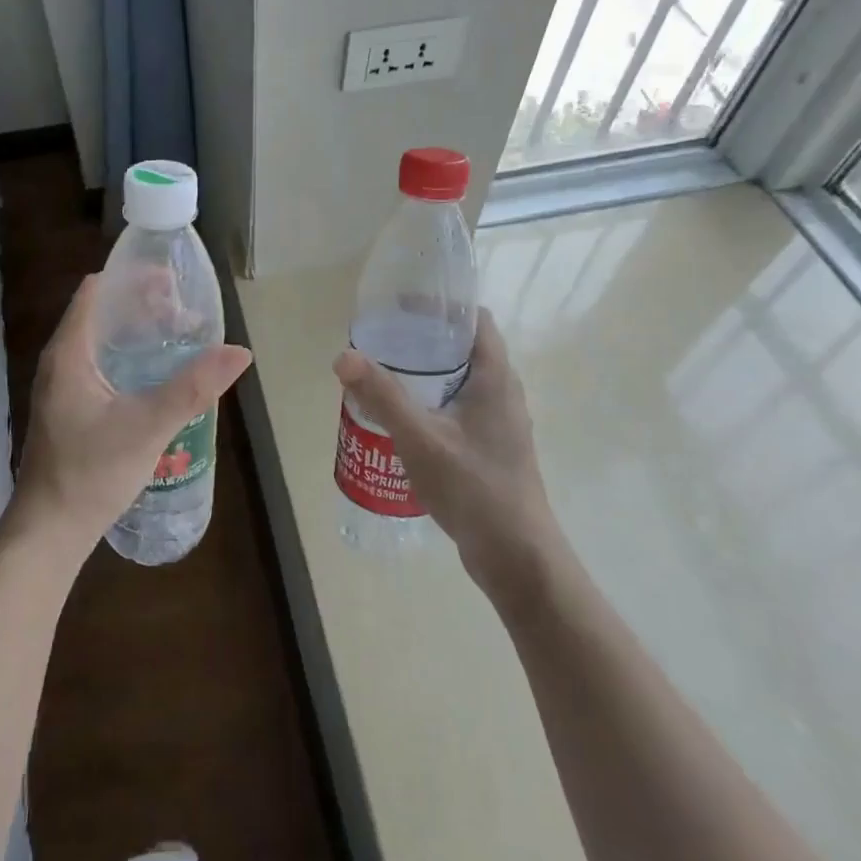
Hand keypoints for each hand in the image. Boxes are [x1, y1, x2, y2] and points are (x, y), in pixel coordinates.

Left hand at [14, 275, 251, 550]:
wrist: (49, 531)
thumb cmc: (90, 474)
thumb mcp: (147, 427)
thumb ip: (193, 388)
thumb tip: (240, 352)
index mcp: (69, 353)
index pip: (97, 291)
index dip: (133, 278)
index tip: (173, 281)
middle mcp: (61, 361)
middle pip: (102, 313)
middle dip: (144, 305)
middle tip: (186, 312)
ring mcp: (63, 386)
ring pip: (103, 341)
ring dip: (139, 333)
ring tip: (180, 337)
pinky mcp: (71, 407)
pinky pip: (103, 365)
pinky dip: (131, 358)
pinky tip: (159, 375)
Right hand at [333, 308, 551, 586]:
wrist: (516, 555)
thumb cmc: (474, 488)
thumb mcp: (420, 438)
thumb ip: (382, 396)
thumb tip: (344, 356)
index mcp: (496, 378)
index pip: (476, 320)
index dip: (442, 305)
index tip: (402, 305)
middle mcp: (503, 393)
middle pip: (464, 347)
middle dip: (424, 339)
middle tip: (382, 340)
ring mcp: (499, 422)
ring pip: (460, 380)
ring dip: (426, 373)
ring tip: (385, 375)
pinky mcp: (491, 447)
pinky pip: (459, 408)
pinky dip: (432, 401)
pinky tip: (403, 419)